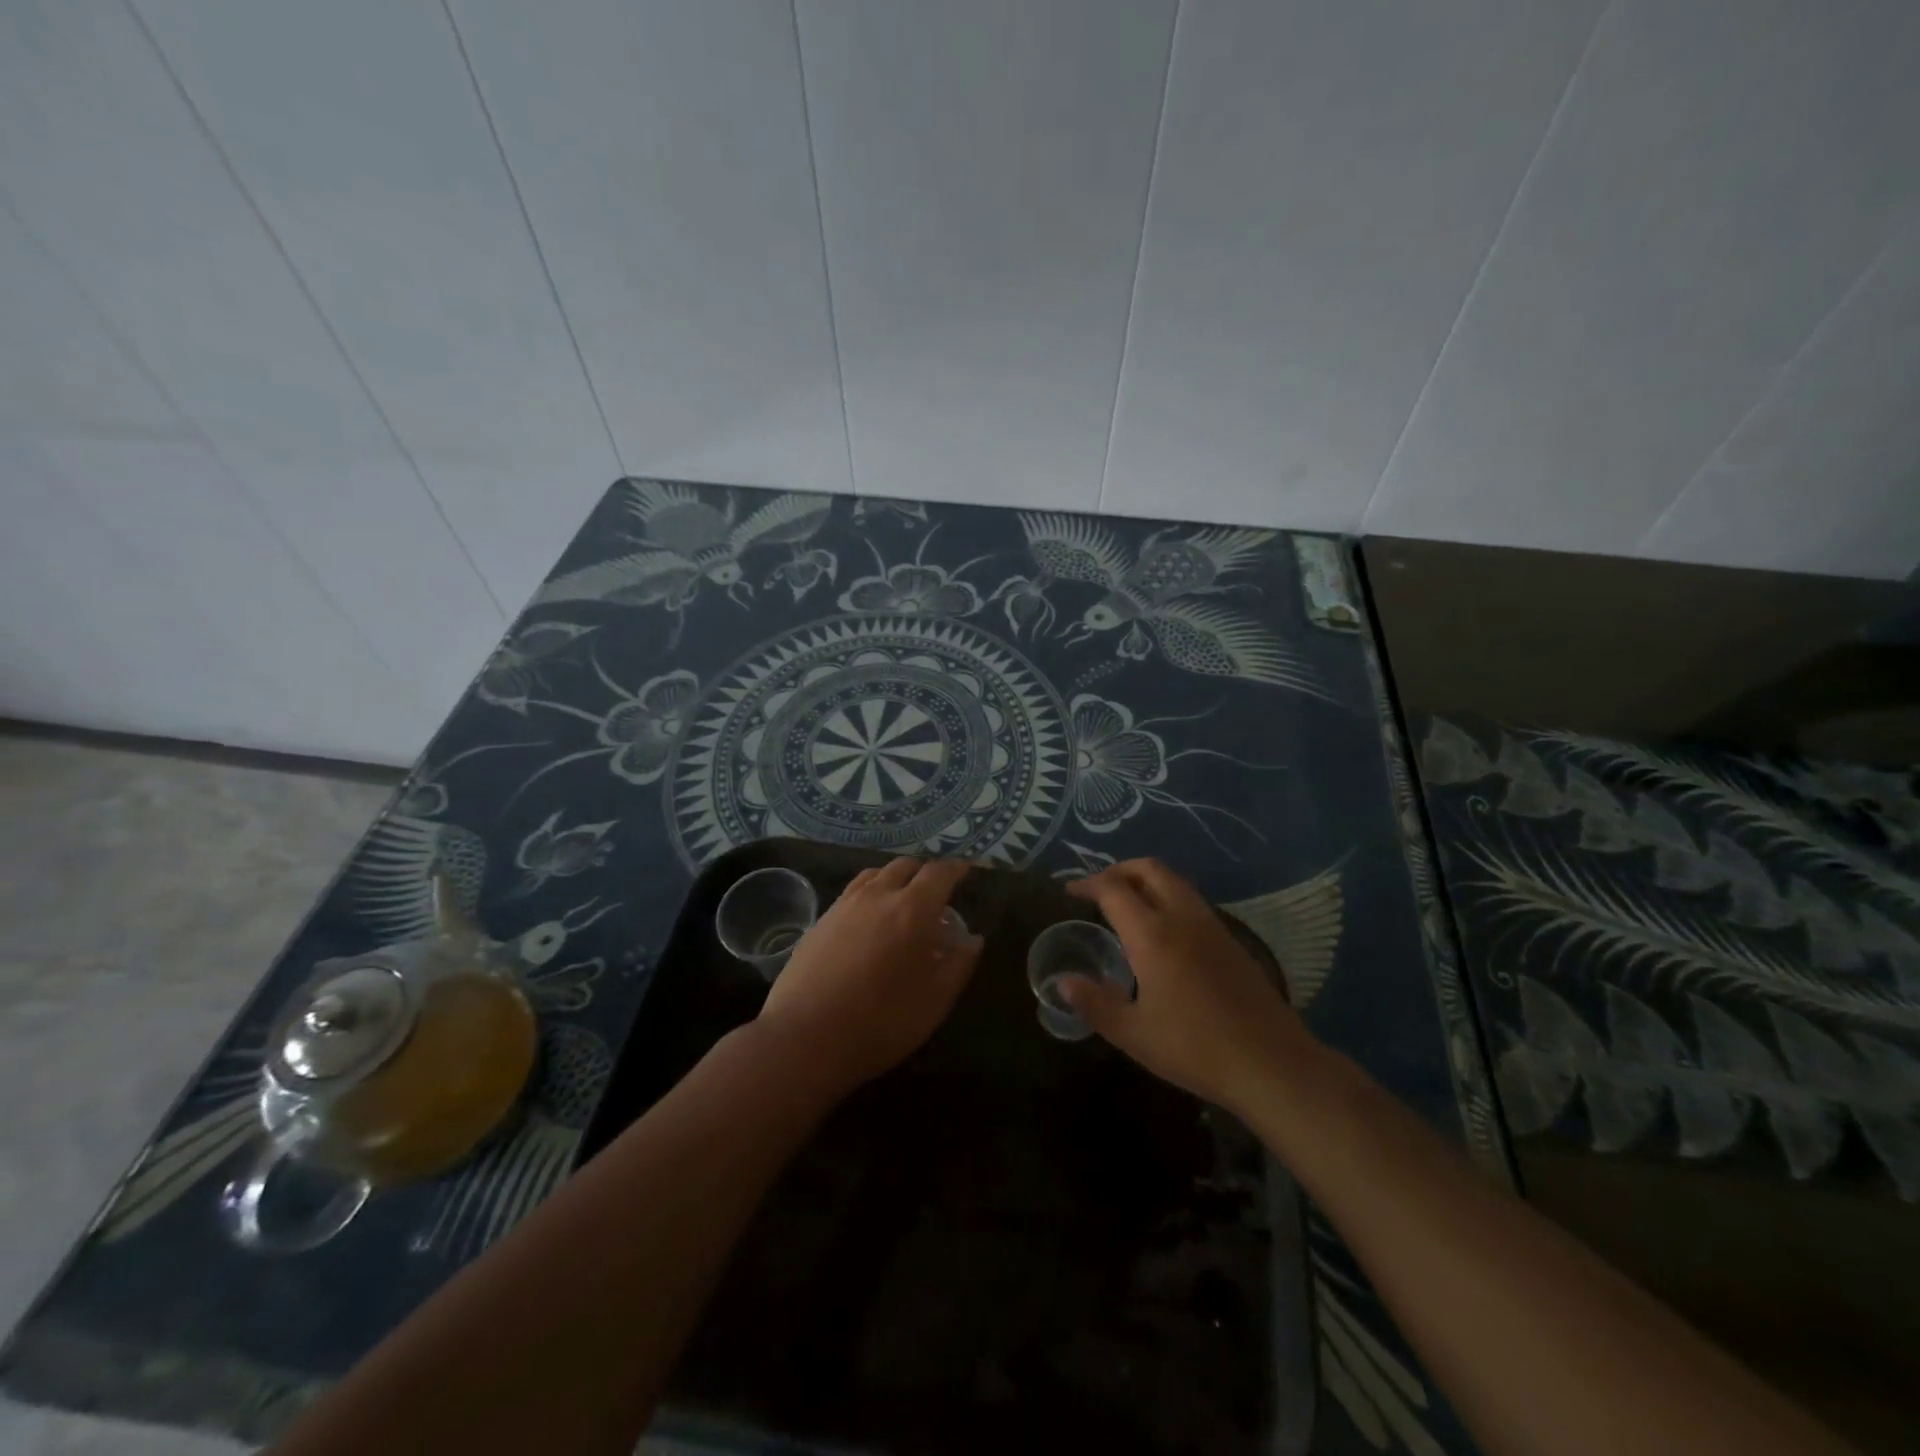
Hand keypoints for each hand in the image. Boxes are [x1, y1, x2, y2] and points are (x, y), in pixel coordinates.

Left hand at [757, 858, 982, 1090]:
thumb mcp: (935, 1001)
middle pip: (906, 866)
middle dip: (925, 872)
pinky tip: (870, 918)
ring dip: (895, 878)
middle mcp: (878, 895)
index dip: (956, 869)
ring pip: (876, 874)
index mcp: (912, 909)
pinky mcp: (821, 920)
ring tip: (903, 900)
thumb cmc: (881, 1021)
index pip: (940, 873)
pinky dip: (870, 892)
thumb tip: (973, 939)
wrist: (805, 1037)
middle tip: (937, 892)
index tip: (966, 870)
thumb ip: (959, 965)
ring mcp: (845, 904)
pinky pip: (853, 891)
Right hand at [1061, 858, 1315, 1114]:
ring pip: (1175, 881)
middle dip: (1120, 870)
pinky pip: (1192, 901)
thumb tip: (1063, 982)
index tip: (1070, 891)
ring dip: (1146, 880)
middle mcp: (1182, 918)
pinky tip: (1163, 930)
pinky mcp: (1231, 940)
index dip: (1088, 884)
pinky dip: (1168, 897)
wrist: (1272, 1064)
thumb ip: (1095, 1003)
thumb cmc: (1195, 1049)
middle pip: (1149, 869)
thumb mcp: (1134, 1034)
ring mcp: (1212, 926)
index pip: (1114, 889)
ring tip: (1127, 903)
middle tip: (1099, 889)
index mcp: (1153, 935)